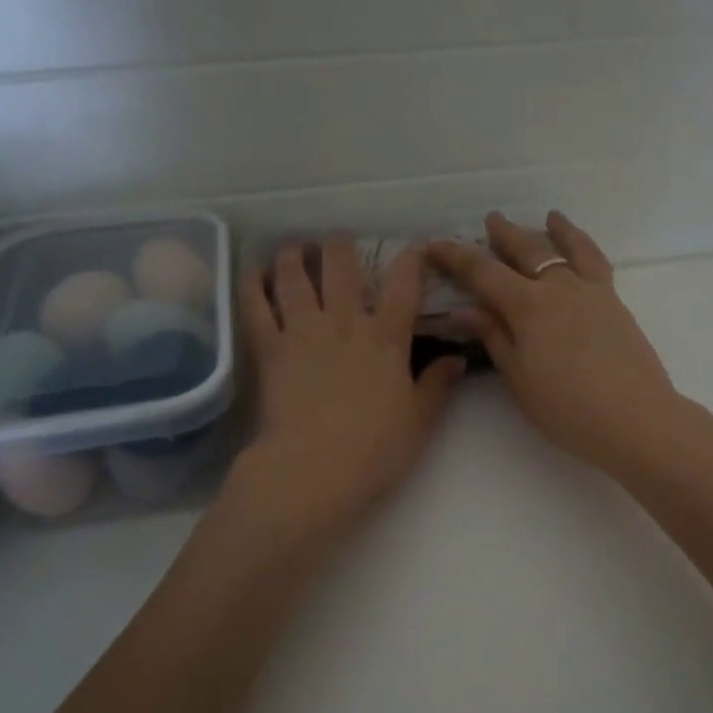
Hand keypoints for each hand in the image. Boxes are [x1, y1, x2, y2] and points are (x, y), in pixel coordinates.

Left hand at [231, 239, 464, 537]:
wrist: (314, 469)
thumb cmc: (375, 449)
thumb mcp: (418, 420)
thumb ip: (436, 385)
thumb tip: (459, 359)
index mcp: (387, 338)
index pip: (404, 285)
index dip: (411, 260)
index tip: (414, 248)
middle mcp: (344, 323)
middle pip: (341, 266)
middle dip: (342, 246)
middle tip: (340, 242)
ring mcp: (303, 331)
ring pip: (295, 276)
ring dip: (295, 255)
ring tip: (295, 247)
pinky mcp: (269, 348)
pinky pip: (256, 305)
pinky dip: (253, 283)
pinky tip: (254, 271)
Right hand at [429, 212, 690, 475]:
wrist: (635, 418)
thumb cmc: (566, 408)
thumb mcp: (519, 378)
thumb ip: (494, 338)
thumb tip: (465, 310)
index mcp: (527, 306)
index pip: (483, 273)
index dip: (456, 257)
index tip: (435, 243)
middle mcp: (558, 288)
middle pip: (527, 252)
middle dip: (505, 235)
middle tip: (491, 220)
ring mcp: (591, 291)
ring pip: (567, 250)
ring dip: (552, 232)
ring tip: (548, 217)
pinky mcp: (615, 303)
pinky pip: (596, 262)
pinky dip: (584, 246)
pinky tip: (581, 248)